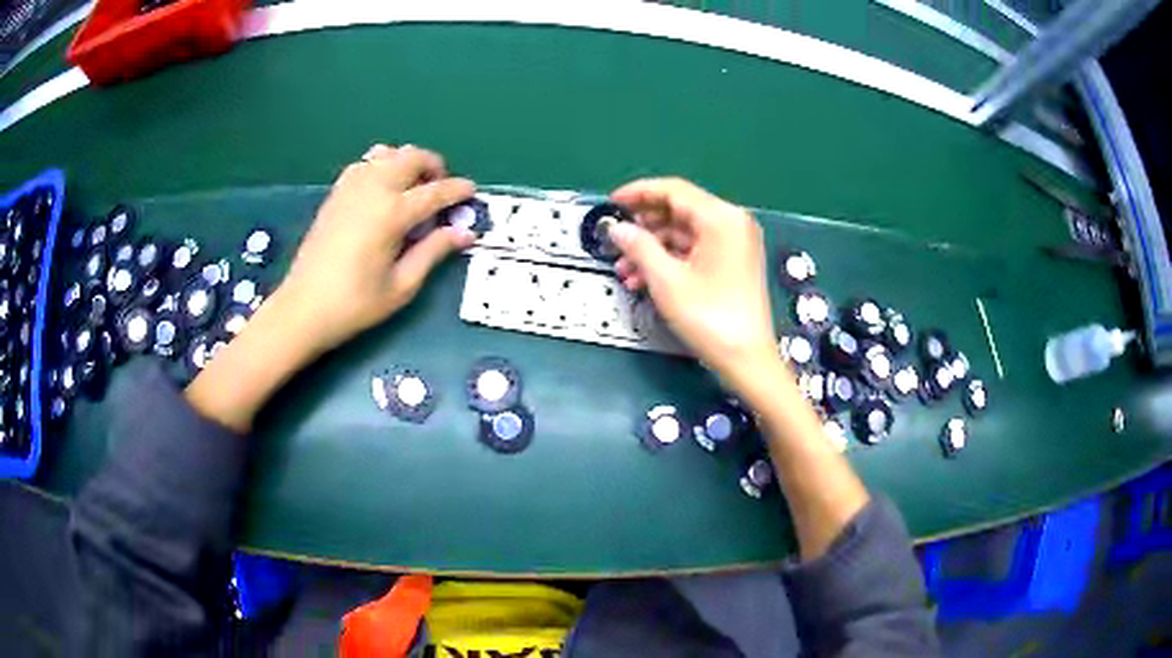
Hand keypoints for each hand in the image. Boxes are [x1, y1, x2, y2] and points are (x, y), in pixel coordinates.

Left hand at [185, 144, 474, 432]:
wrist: (303, 308)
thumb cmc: (355, 304)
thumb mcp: (402, 285)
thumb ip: (433, 252)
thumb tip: (464, 233)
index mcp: (392, 213)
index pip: (435, 191)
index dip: (458, 190)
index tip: (471, 192)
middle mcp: (373, 189)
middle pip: (411, 157)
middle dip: (433, 166)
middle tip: (440, 189)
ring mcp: (350, 188)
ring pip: (386, 154)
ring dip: (406, 163)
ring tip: (412, 188)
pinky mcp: (335, 194)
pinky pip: (364, 165)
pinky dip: (381, 167)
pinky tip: (382, 191)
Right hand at [609, 178, 779, 387]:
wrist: (746, 358)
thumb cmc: (710, 318)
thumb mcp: (667, 280)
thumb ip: (638, 246)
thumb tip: (617, 228)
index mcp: (721, 219)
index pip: (674, 190)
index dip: (638, 193)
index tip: (612, 203)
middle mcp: (732, 223)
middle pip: (679, 210)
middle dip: (644, 226)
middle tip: (616, 239)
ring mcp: (735, 243)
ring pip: (684, 233)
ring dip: (652, 247)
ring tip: (625, 268)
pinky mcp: (733, 262)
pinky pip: (695, 249)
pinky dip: (670, 259)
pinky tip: (645, 278)